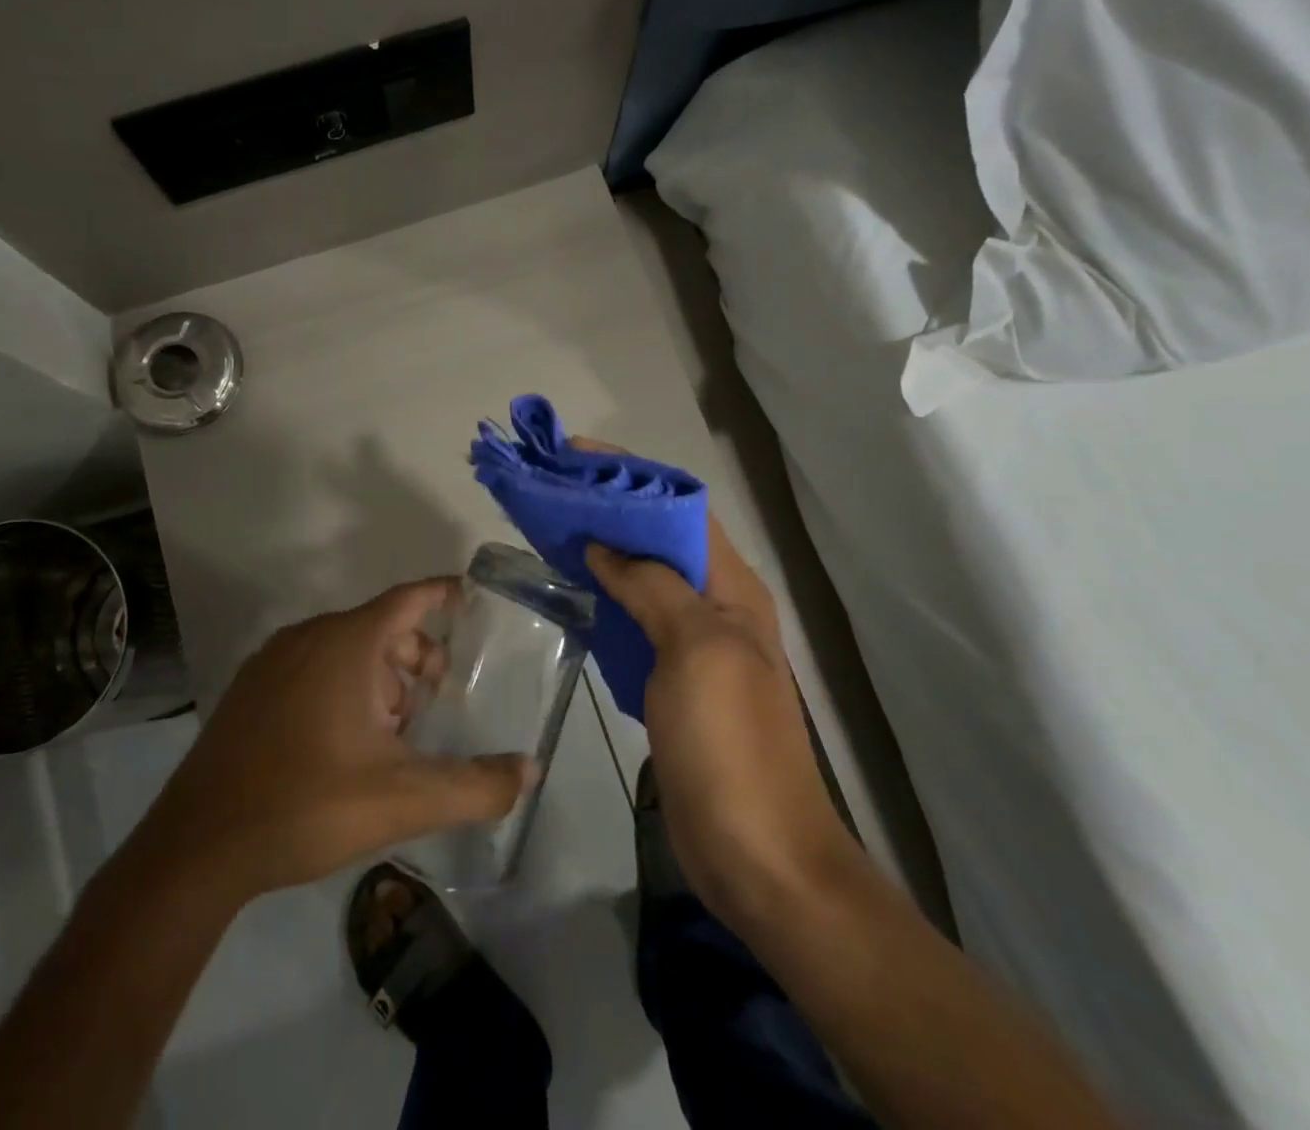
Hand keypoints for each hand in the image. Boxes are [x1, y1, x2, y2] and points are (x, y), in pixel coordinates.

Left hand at [125, 579, 534, 907]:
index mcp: (346, 644)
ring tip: (395, 731)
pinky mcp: (250, 691)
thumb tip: (530, 771)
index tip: (471, 597)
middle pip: (381, 626)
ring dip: (382, 676)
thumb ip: (475, 785)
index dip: (443, 594)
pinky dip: (344, 685)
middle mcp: (308, 637)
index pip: (408, 599)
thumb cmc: (308, 805)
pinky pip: (313, 667)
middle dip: (417, 655)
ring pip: (346, 648)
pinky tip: (346, 742)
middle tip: (436, 700)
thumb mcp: (404, 799)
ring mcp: (272, 662)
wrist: (197, 849)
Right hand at [573, 442, 853, 935]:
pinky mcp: (673, 679)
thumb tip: (606, 545)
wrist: (757, 855)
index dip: (631, 475)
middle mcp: (717, 605)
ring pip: (645, 577)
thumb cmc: (730, 744)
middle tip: (553, 490)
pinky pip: (636, 619)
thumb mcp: (696, 650)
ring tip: (552, 529)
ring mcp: (696, 644)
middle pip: (660, 537)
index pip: (681, 507)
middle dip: (611, 507)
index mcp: (732, 587)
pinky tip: (572, 591)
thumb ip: (652, 586)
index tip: (576, 455)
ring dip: (605, 550)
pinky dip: (606, 597)